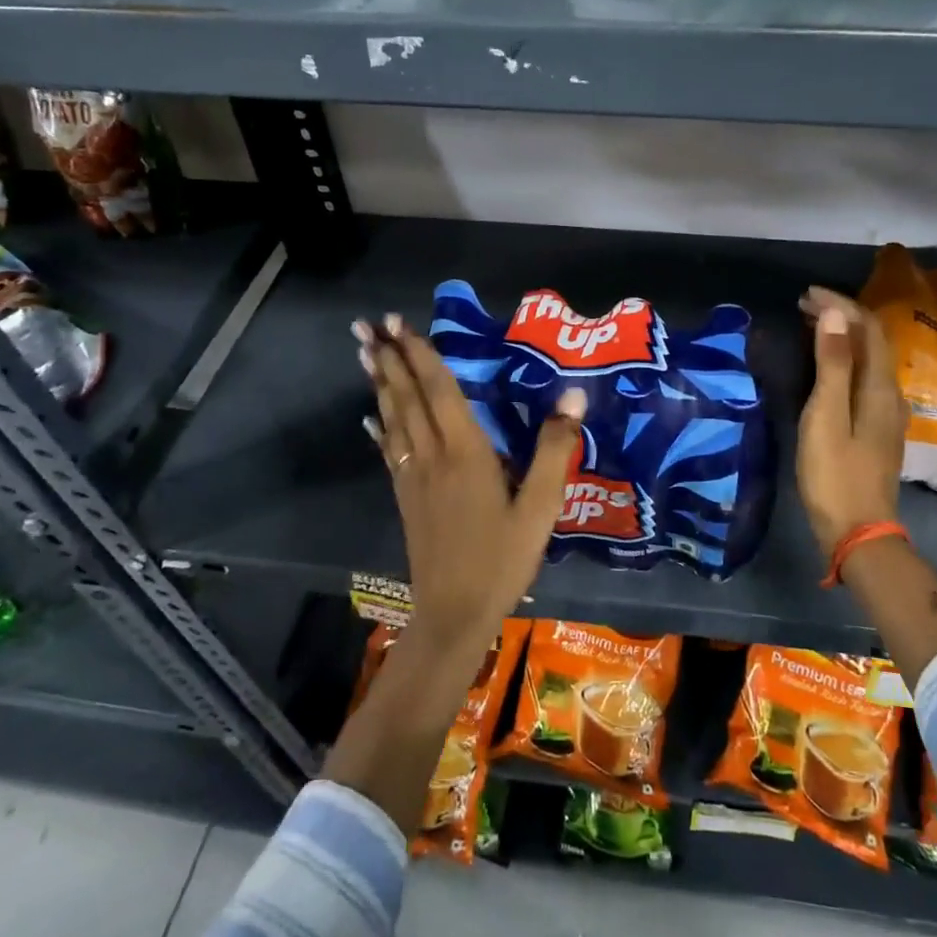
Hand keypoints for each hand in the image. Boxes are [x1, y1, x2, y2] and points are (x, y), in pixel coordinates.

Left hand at [357, 315, 585, 642]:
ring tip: (364, 353)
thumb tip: (573, 394)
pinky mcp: (406, 497)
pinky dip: (380, 425)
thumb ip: (554, 450)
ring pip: (392, 419)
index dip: (420, 354)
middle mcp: (432, 455)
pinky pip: (389, 448)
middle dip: (389, 358)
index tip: (398, 323)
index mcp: (465, 451)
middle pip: (406, 398)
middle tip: (366, 325)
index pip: (440, 390)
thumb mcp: (540, 507)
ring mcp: (413, 477)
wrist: (453, 613)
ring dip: (379, 383)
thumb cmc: (502, 558)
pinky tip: (371, 415)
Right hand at [796, 287, 907, 561]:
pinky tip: (824, 367)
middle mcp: (891, 395)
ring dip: (842, 338)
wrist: (857, 532)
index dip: (841, 305)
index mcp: (881, 388)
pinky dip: (843, 360)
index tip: (805, 295)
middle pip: (872, 342)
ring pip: (869, 360)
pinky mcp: (876, 430)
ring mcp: (887, 414)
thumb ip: (832, 365)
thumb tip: (834, 315)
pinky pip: (863, 379)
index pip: (868, 329)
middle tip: (802, 306)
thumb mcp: (826, 416)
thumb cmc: (835, 474)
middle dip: (841, 317)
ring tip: (810, 327)